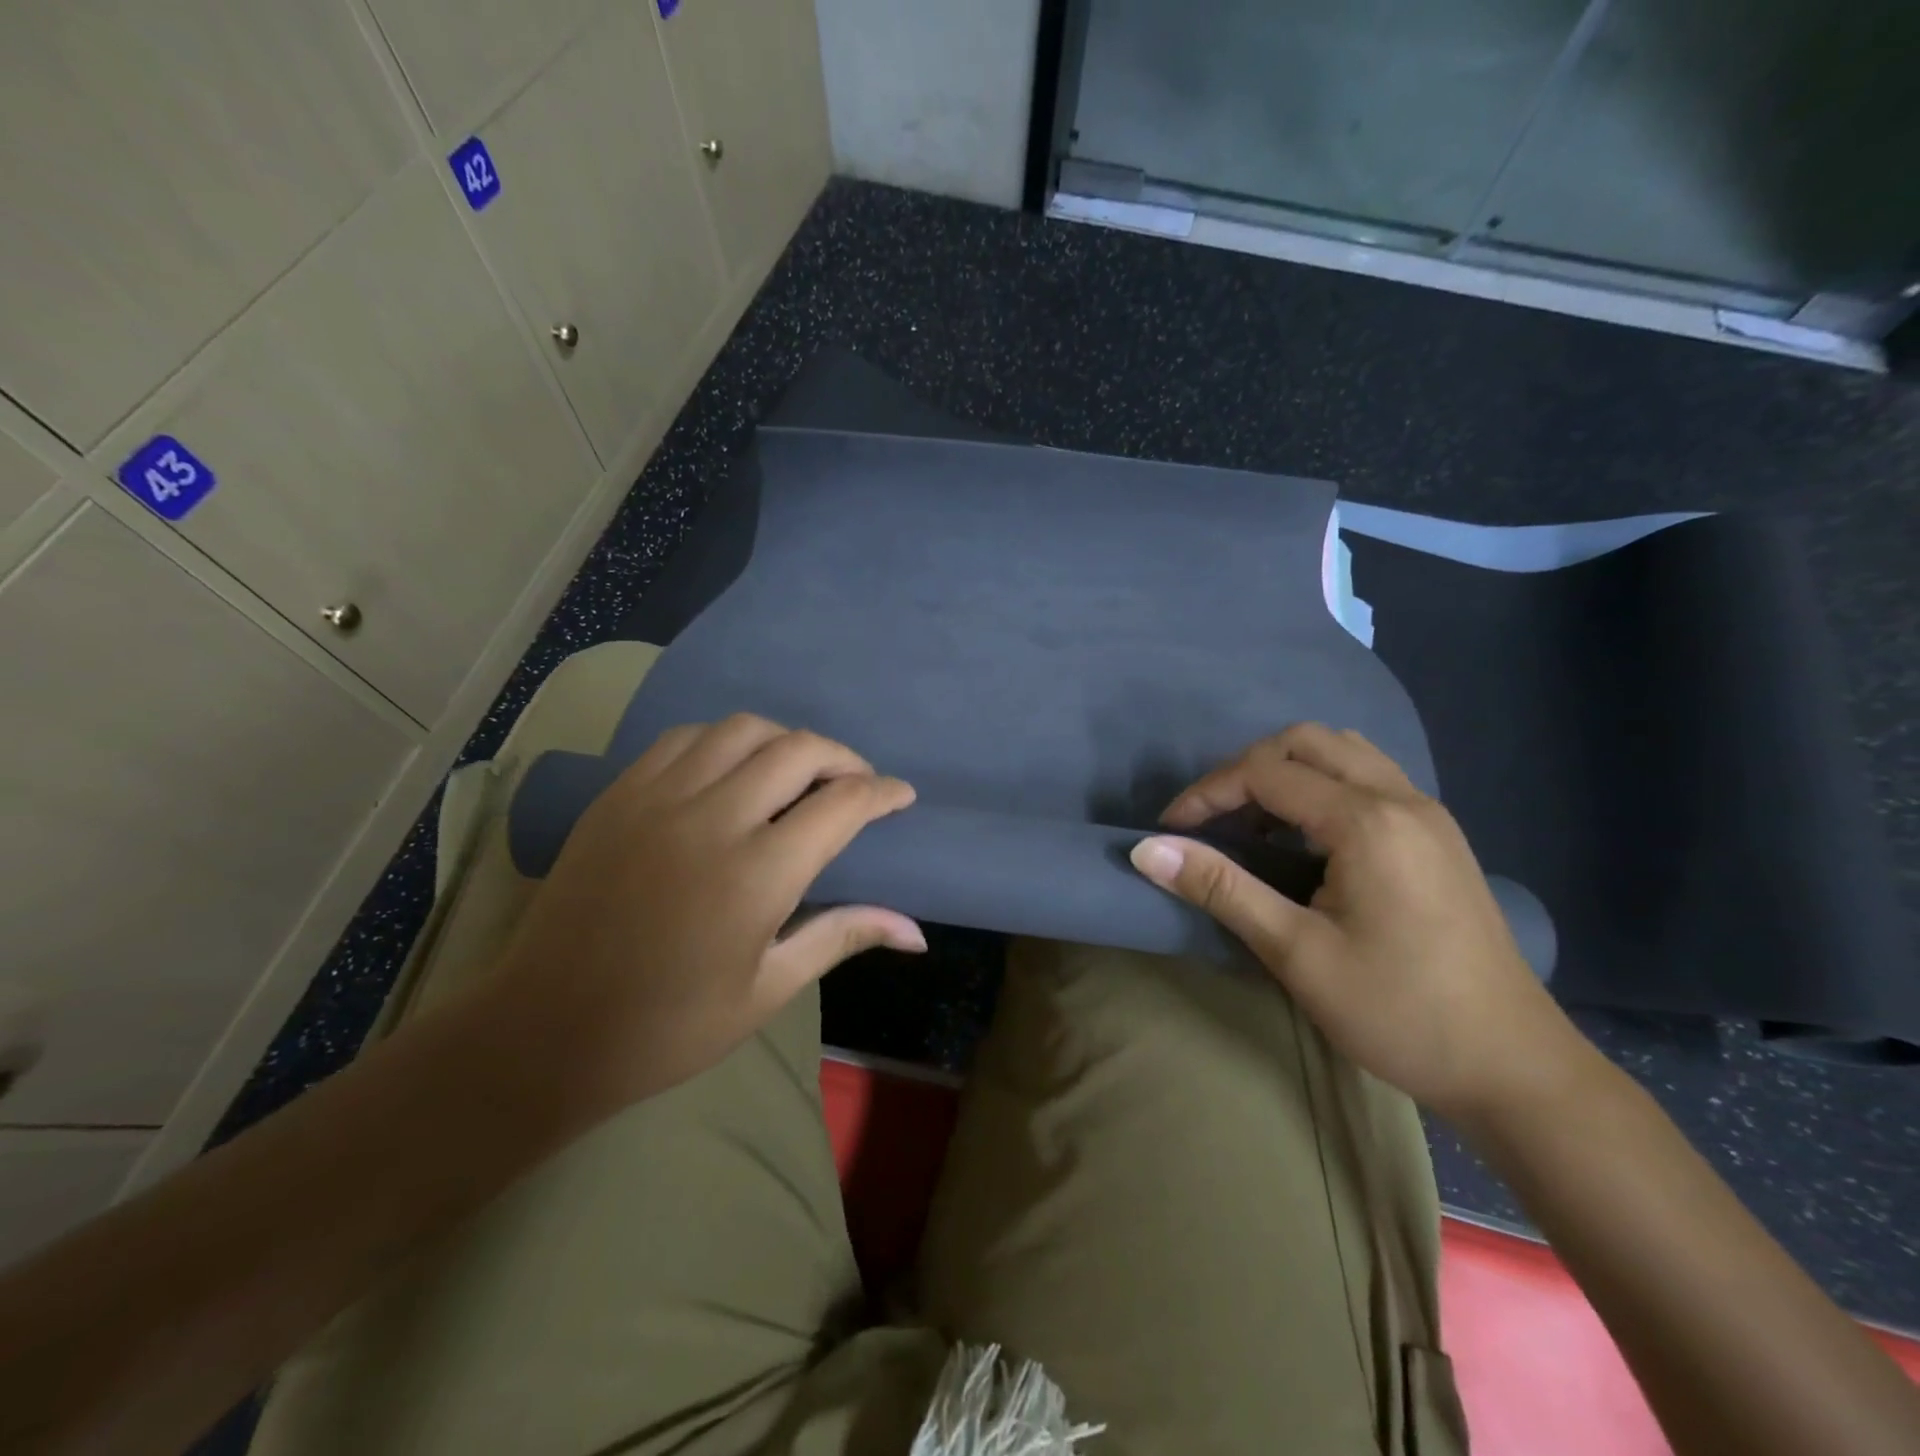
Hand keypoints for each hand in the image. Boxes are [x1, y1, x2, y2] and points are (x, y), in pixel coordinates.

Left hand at [492, 715, 922, 1113]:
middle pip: (800, 750)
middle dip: (844, 759)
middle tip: (857, 783)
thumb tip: (917, 931)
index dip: (883, 793)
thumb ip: (842, 936)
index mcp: (757, 875)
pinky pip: (686, 738)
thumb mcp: (768, 988)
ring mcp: (659, 798)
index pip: (842, 804)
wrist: (545, 1030)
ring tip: (799, 771)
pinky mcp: (619, 794)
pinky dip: (726, 740)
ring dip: (786, 741)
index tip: (901, 796)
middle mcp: (712, 819)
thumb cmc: (669, 1026)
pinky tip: (733, 768)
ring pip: (743, 729)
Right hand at [1129, 723, 1587, 1122]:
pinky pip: (1369, 777)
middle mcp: (1402, 798)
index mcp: (1368, 821)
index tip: (1170, 832)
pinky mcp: (1439, 836)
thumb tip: (1147, 850)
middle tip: (1212, 820)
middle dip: (1246, 770)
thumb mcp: (1297, 953)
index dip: (1207, 794)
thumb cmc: (1399, 1012)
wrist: (1515, 1068)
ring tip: (1256, 825)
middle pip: (1306, 741)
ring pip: (1343, 751)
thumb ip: (1221, 889)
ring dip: (1288, 771)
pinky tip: (1307, 839)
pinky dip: (1323, 786)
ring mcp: (1428, 814)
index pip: (1266, 772)